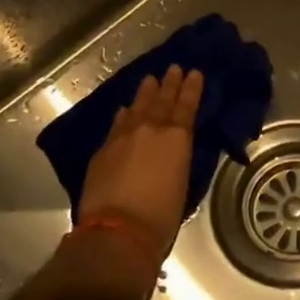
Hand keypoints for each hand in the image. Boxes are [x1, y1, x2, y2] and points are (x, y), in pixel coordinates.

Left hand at [77, 65, 203, 268]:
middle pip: (161, 100)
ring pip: (137, 107)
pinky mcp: (104, 149)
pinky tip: (124, 110)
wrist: (118, 230)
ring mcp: (123, 136)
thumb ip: (178, 156)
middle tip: (173, 68)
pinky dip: (124, 114)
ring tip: (150, 80)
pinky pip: (117, 123)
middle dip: (169, 83)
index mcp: (177, 137)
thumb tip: (173, 146)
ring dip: (145, 93)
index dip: (191, 88)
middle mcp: (151, 129)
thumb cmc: (162, 214)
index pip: (187, 105)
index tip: (194, 72)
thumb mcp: (182, 180)